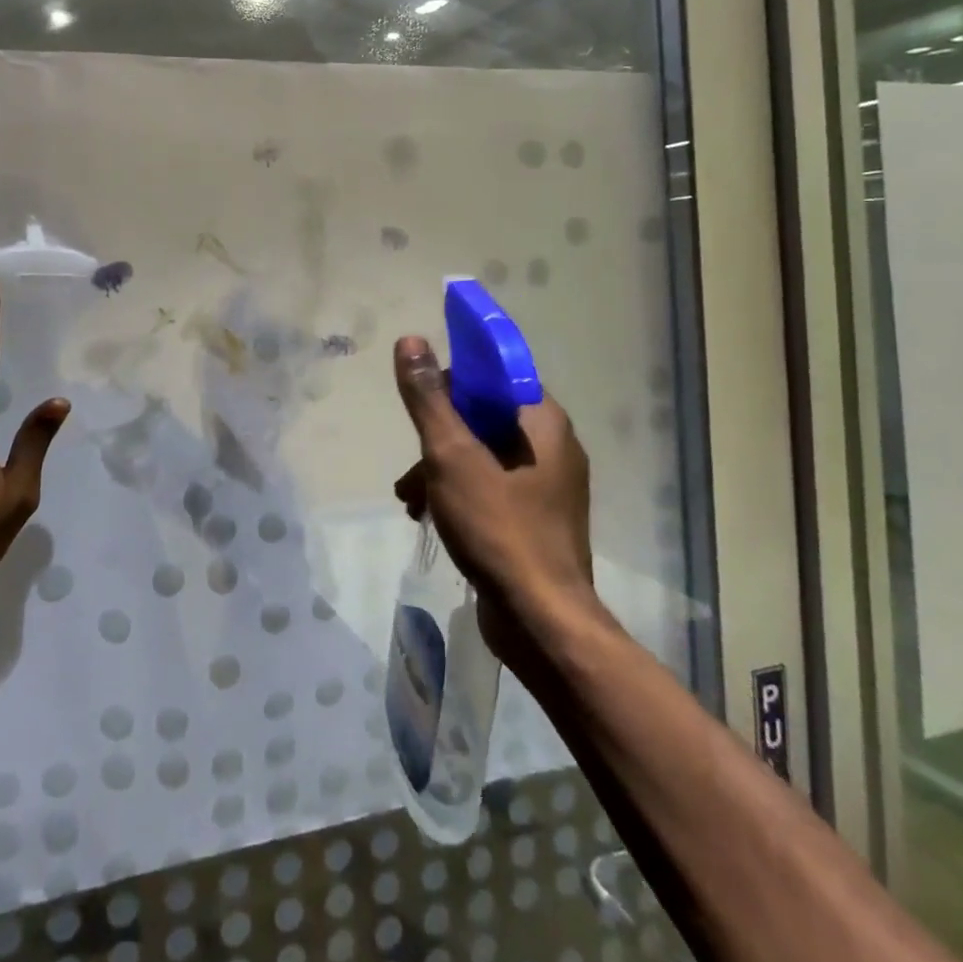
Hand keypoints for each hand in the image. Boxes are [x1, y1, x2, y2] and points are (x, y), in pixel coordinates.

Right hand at [391, 336, 597, 633]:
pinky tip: (428, 516)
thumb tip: (411, 340)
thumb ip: (429, 398)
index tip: (423, 404)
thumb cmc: (498, 527)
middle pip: (483, 417)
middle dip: (438, 436)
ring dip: (440, 468)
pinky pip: (491, 487)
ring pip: (482, 454)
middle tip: (412, 463)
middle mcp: (552, 446)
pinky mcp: (536, 519)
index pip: (494, 375)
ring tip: (410, 498)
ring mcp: (547, 486)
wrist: (540, 621)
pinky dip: (458, 493)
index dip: (454, 381)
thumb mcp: (452, 455)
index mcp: (542, 422)